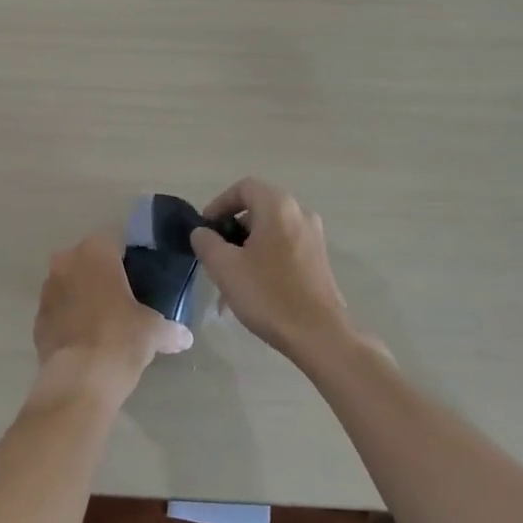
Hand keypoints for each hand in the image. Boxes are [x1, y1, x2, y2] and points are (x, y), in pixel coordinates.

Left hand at [32, 232, 193, 405]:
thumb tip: (185, 337)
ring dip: (83, 297)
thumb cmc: (120, 339)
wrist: (79, 381)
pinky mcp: (37, 320)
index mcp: (96, 252)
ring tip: (105, 322)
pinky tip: (86, 341)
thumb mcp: (154, 331)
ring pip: (70, 285)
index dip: (128, 260)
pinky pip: (58, 312)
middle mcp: (66, 262)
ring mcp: (47, 291)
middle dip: (102, 277)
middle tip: (124, 300)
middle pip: (88, 262)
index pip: (114, 243)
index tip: (139, 279)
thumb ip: (170, 329)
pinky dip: (69, 320)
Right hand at [190, 178, 352, 359]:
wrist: (319, 335)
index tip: (205, 229)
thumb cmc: (268, 294)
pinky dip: (264, 259)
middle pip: (257, 209)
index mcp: (278, 206)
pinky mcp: (319, 259)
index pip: (243, 187)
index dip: (219, 204)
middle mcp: (300, 213)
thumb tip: (202, 232)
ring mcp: (313, 237)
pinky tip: (252, 290)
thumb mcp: (225, 267)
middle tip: (215, 254)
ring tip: (229, 280)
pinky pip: (284, 248)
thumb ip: (207, 242)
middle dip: (232, 230)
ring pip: (270, 232)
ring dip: (246, 249)